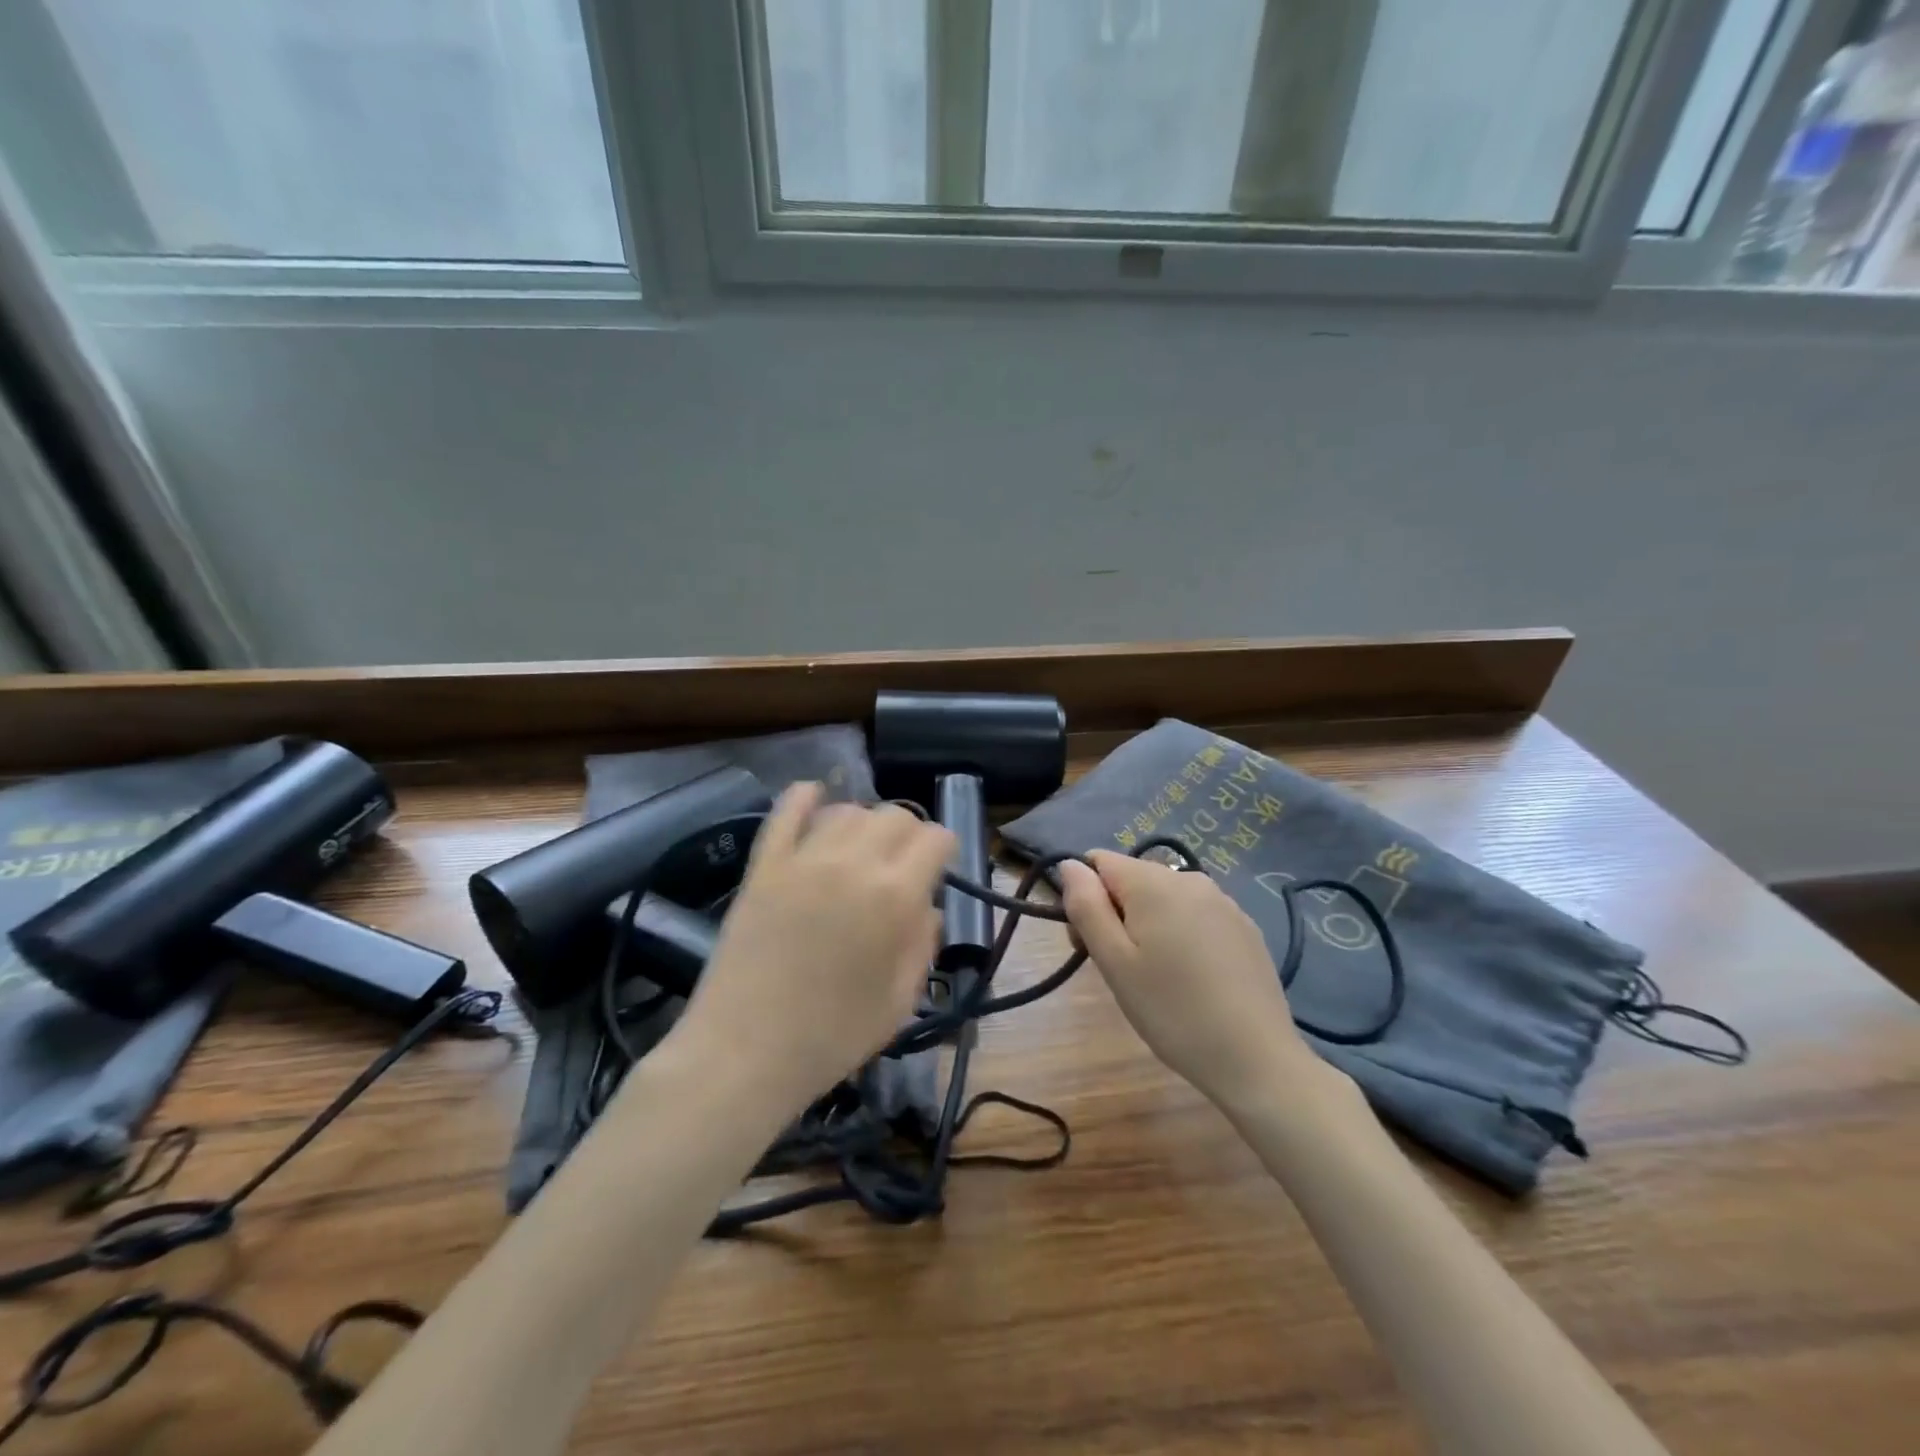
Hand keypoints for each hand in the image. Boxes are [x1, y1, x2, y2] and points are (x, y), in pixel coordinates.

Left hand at [669, 783, 954, 1114]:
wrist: (744, 1055)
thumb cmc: (832, 1037)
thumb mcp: (901, 1001)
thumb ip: (922, 944)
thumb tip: (924, 906)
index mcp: (895, 897)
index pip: (935, 838)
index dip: (944, 850)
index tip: (939, 870)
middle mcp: (853, 863)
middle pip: (894, 815)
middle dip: (909, 834)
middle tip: (901, 866)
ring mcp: (803, 859)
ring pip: (846, 810)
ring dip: (863, 823)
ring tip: (860, 851)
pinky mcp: (763, 866)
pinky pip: (785, 812)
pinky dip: (804, 796)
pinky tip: (814, 795)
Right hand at [1059, 850, 1323, 1109]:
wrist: (1257, 1059)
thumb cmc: (1172, 1011)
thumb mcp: (1114, 962)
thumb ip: (1086, 906)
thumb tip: (1069, 864)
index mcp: (1153, 882)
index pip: (1099, 862)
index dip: (1085, 898)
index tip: (1092, 944)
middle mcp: (1190, 878)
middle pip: (1132, 879)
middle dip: (1116, 913)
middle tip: (1122, 970)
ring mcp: (1223, 901)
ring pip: (1164, 898)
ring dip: (1149, 925)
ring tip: (1158, 978)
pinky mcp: (1245, 926)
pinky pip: (1196, 915)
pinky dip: (1182, 935)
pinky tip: (1194, 979)